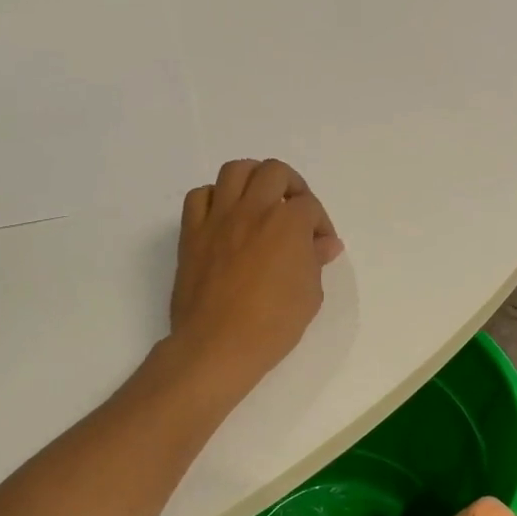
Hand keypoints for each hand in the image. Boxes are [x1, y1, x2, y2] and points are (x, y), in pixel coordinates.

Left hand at [168, 159, 342, 395]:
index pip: (310, 207)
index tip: (320, 246)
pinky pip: (199, 196)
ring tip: (260, 200)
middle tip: (295, 210)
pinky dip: (214, 198)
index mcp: (288, 223)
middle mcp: (253, 209)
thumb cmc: (273, 325)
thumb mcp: (310, 295)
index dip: (320, 224)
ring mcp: (219, 218)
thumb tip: (324, 244)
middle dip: (291, 186)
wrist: (218, 345)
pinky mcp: (192, 232)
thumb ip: (316, 261)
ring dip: (253, 179)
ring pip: (235, 170)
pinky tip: (224, 216)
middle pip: (274, 171)